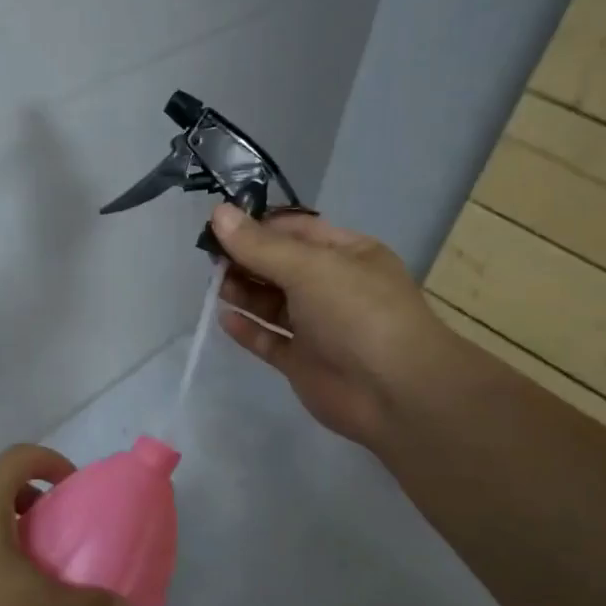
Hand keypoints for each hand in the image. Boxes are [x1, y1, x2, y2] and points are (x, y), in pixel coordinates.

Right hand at [211, 204, 451, 449]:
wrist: (394, 392)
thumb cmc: (358, 313)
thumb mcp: (310, 267)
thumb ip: (260, 245)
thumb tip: (218, 213)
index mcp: (346, 254)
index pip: (296, 230)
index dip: (258, 226)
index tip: (219, 226)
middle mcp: (332, 287)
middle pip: (280, 266)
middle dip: (246, 259)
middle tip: (211, 260)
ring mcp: (317, 327)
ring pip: (273, 303)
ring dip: (244, 292)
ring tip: (216, 287)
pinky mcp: (302, 362)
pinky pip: (270, 340)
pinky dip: (248, 329)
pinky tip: (225, 319)